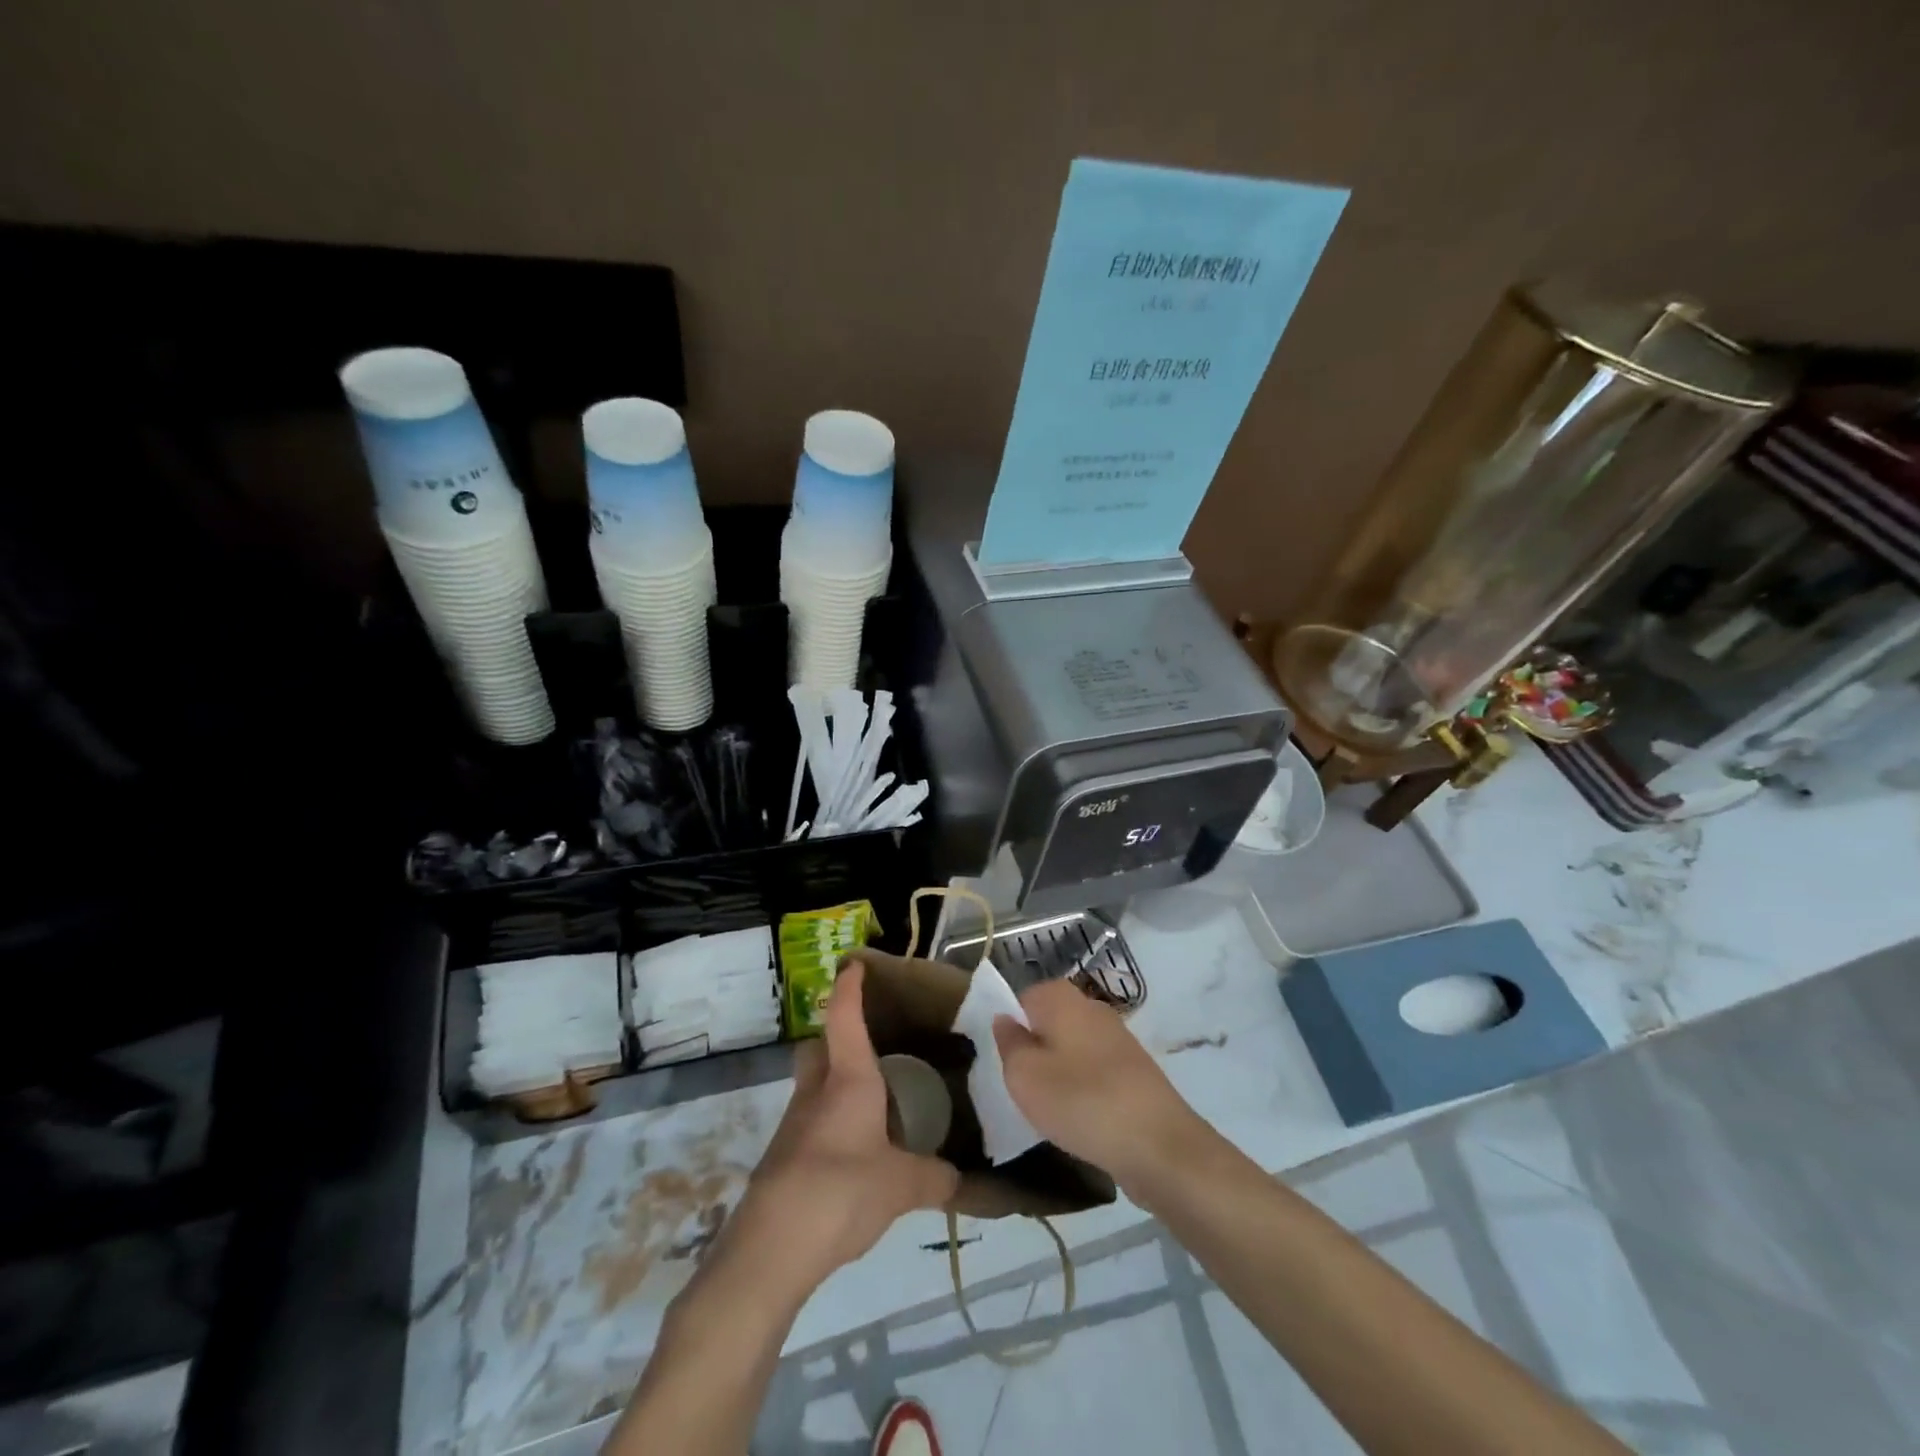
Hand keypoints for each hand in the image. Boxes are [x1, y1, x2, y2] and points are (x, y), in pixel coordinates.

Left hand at [725, 960, 958, 1295]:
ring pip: (812, 1086)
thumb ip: (935, 1178)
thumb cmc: (840, 1192)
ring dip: (834, 1083)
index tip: (853, 964)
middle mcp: (816, 1092)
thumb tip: (960, 1179)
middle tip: (870, 1046)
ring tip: (872, 1102)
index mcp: (848, 1080)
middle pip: (817, 1048)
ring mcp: (794, 1125)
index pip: (845, 1018)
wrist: (770, 1249)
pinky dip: (830, 1123)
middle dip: (836, 1037)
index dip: (849, 988)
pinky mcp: (783, 1158)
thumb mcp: (901, 1187)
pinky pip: (810, 1122)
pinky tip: (854, 1151)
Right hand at [993, 980, 1201, 1191]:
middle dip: (1034, 1050)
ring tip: (1050, 1108)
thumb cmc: (1081, 1102)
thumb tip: (1004, 1019)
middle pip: (1049, 1021)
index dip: (1009, 1028)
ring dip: (1058, 1072)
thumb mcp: (1025, 1076)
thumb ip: (1009, 1043)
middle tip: (1023, 1087)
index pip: (1022, 998)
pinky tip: (1081, 1117)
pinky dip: (1083, 1088)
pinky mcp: (1134, 1069)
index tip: (1004, 1062)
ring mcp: (1117, 1037)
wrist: (1159, 1145)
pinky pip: (1094, 1069)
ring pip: (1072, 1046)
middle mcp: (1092, 1007)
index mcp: (1063, 998)